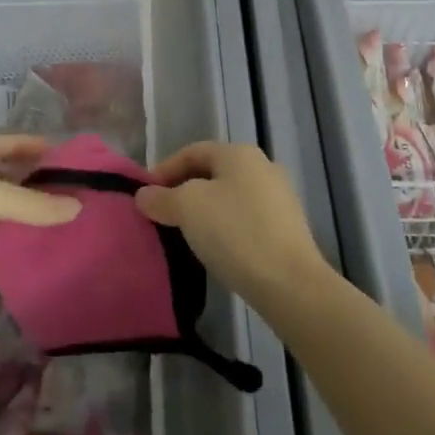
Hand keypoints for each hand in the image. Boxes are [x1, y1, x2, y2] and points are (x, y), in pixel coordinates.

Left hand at [0, 134, 78, 324]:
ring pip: (6, 228)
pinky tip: (51, 265)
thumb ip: (31, 202)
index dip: (25, 144)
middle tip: (79, 194)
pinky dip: (21, 265)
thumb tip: (77, 206)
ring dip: (34, 229)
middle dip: (38, 189)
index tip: (61, 150)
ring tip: (75, 229)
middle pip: (6, 187)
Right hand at [135, 142, 327, 309]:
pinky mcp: (287, 228)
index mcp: (239, 153)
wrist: (290, 283)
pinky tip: (214, 249)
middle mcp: (263, 167)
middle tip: (161, 214)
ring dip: (204, 211)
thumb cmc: (234, 232)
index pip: (192, 151)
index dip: (164, 170)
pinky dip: (224, 228)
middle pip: (212, 173)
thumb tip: (144, 196)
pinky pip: (245, 219)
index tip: (145, 195)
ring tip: (183, 234)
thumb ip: (162, 198)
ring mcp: (279, 198)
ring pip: (229, 197)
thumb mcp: (187, 209)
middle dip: (183, 191)